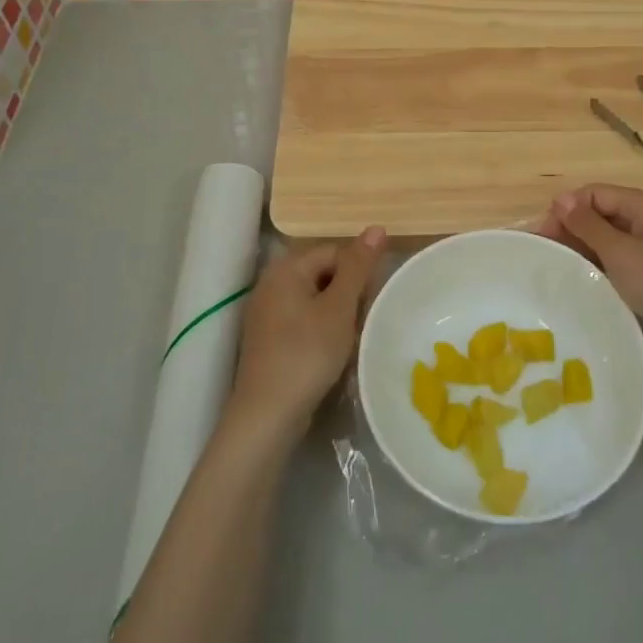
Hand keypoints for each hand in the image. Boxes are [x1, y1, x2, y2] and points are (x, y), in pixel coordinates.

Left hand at [227, 227, 384, 446]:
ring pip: (315, 300)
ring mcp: (266, 313)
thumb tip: (376, 227)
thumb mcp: (340, 307)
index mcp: (286, 268)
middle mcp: (271, 283)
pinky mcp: (268, 340)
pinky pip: (303, 321)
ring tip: (350, 339)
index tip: (371, 301)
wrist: (268, 414)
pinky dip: (321, 331)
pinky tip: (331, 354)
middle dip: (348, 294)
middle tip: (363, 321)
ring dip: (338, 315)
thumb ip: (358, 266)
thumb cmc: (307, 353)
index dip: (359, 271)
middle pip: (324, 274)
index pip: (334, 251)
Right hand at [539, 185, 642, 374]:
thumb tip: (560, 199)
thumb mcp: (620, 252)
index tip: (543, 234)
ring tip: (556, 267)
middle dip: (572, 229)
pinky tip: (580, 280)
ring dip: (583, 249)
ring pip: (607, 240)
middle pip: (601, 215)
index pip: (595, 194)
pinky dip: (598, 267)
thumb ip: (588, 225)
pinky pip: (617, 262)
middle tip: (544, 253)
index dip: (567, 209)